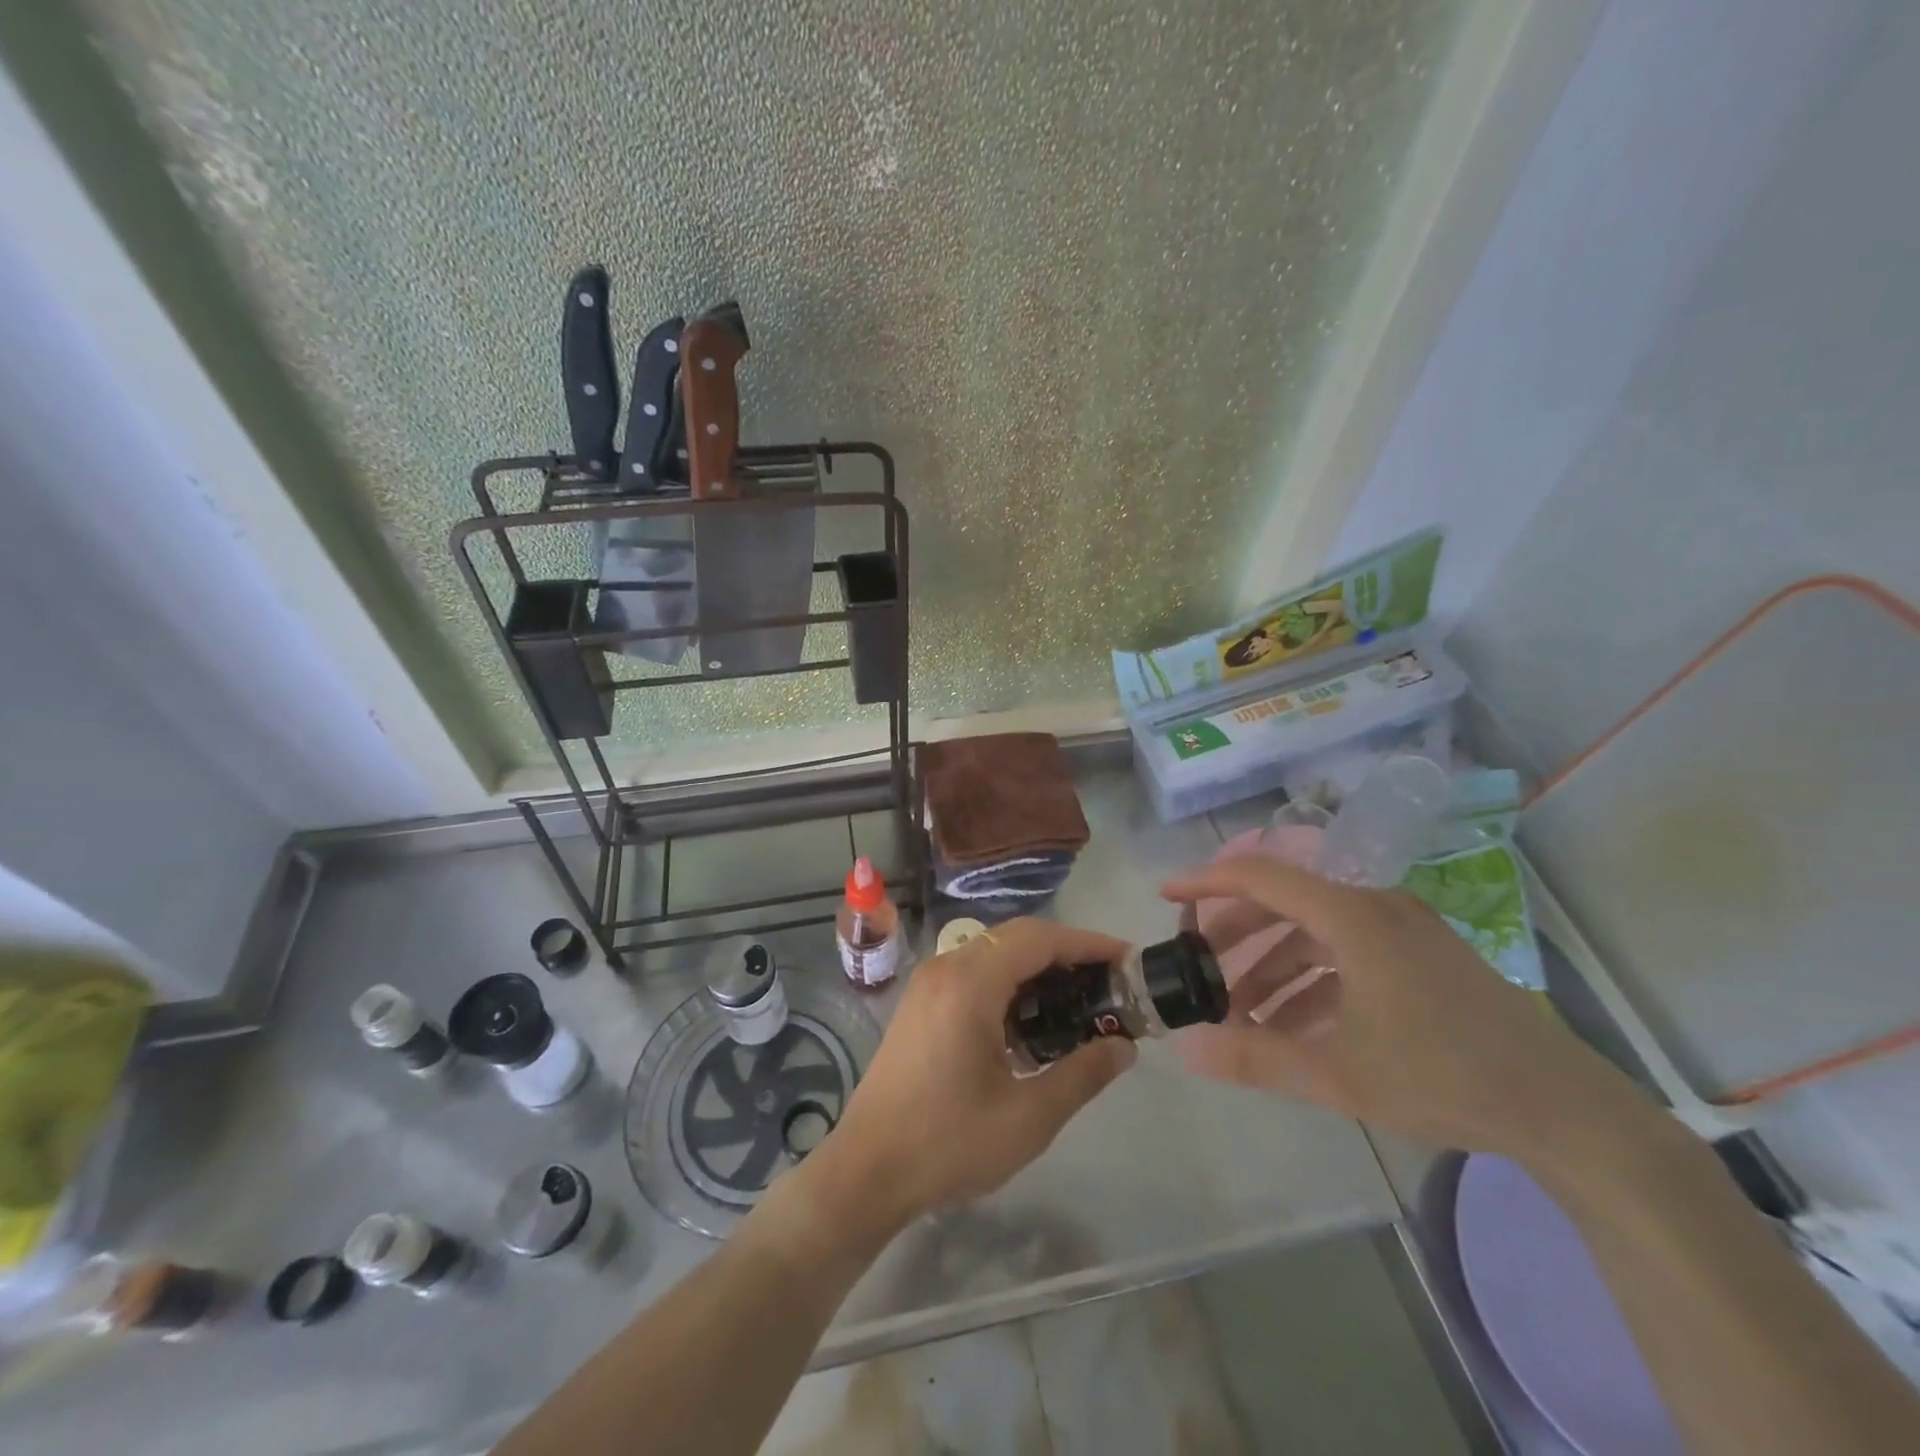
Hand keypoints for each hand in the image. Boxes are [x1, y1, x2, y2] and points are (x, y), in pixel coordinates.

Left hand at [824, 918, 1135, 1228]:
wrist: (866, 1170)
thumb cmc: (947, 1144)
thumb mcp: (1028, 1117)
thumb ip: (1082, 1074)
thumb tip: (1124, 1046)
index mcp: (969, 983)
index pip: (1039, 939)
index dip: (1087, 944)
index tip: (1127, 960)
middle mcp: (946, 967)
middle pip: (1017, 937)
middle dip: (1067, 953)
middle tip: (1109, 984)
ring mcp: (928, 983)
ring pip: (995, 953)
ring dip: (1038, 967)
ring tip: (1079, 1002)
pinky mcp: (921, 1002)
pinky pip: (975, 972)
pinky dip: (1010, 983)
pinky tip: (1032, 1022)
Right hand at [1161, 856, 1656, 1167]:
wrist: (1567, 1112)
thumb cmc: (1445, 1077)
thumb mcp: (1337, 1074)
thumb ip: (1255, 1056)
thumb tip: (1184, 1048)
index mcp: (1352, 916)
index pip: (1260, 876)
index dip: (1206, 881)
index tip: (1166, 894)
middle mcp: (1374, 907)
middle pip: (1283, 901)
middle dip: (1235, 934)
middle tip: (1199, 965)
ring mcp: (1403, 929)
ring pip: (1314, 930)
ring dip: (1272, 966)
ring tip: (1241, 1013)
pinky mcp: (1421, 956)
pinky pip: (1346, 952)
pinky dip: (1310, 980)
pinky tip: (1293, 1027)